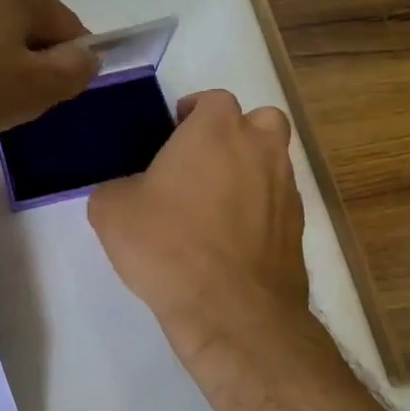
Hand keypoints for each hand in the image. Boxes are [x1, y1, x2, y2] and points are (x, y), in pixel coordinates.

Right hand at [88, 90, 309, 361]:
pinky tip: (231, 241)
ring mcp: (286, 190)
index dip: (192, 114)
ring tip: (215, 206)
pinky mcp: (298, 230)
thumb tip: (127, 192)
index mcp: (216, 131)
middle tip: (202, 163)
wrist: (230, 311)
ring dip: (249, 172)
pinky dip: (259, 212)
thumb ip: (116, 187)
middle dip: (235, 134)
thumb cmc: (167, 245)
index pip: (213, 99)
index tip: (172, 137)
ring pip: (273, 163)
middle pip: (259, 121)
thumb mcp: (111, 210)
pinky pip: (277, 205)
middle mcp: (260, 149)